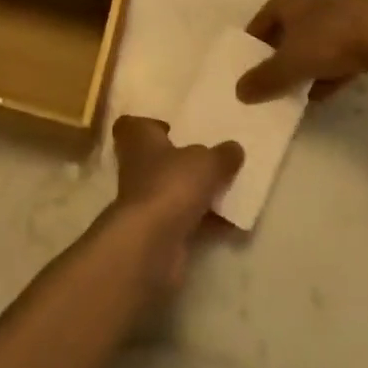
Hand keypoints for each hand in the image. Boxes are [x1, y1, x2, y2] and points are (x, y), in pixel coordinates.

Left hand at [108, 116, 241, 290]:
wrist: (152, 243)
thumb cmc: (171, 184)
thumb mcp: (206, 162)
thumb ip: (222, 154)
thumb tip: (235, 148)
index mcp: (139, 138)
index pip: (133, 124)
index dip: (152, 125)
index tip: (175, 127)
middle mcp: (136, 166)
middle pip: (158, 158)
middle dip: (183, 159)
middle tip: (212, 156)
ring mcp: (145, 200)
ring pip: (173, 189)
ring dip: (197, 191)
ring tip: (230, 187)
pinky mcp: (158, 229)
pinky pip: (186, 218)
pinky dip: (206, 220)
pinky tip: (233, 222)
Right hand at [237, 0, 367, 103]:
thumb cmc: (328, 41)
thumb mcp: (289, 65)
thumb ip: (264, 79)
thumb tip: (239, 92)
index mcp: (287, 2)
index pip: (259, 22)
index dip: (251, 45)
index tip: (247, 68)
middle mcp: (309, 5)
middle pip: (286, 34)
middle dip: (278, 59)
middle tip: (270, 83)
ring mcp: (337, 19)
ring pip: (311, 46)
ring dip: (303, 68)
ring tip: (296, 94)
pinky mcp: (361, 35)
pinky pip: (335, 56)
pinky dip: (327, 73)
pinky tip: (325, 94)